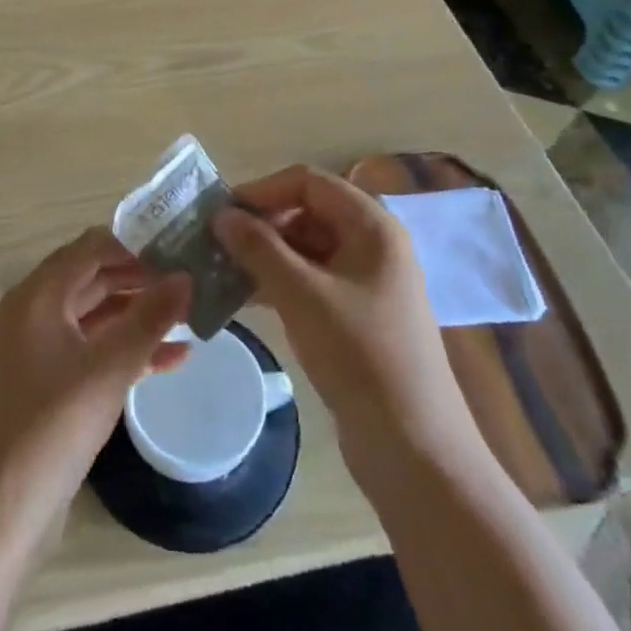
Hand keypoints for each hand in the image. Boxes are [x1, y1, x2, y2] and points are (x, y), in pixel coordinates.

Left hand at [0, 230, 189, 546]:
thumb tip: (187, 275)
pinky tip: (174, 358)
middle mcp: (35, 311)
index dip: (136, 243)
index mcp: (39, 295)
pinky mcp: (49, 384)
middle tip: (192, 280)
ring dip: (140, 315)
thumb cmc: (52, 427)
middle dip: (142, 279)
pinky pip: (93, 350)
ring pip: (97, 315)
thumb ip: (151, 317)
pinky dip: (128, 349)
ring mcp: (40, 349)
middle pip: (95, 277)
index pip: (92, 246)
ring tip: (191, 315)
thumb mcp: (110, 368)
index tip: (180, 247)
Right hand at [214, 166, 477, 477]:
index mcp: (372, 225)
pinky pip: (313, 280)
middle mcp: (373, 244)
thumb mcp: (302, 294)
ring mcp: (368, 281)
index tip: (222, 212)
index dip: (263, 190)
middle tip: (216, 244)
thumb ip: (258, 248)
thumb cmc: (360, 355)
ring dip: (266, 255)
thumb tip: (221, 214)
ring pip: (307, 248)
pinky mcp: (358, 314)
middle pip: (308, 212)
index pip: (309, 182)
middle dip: (261, 224)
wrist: (414, 449)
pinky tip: (245, 298)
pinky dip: (280, 283)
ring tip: (222, 271)